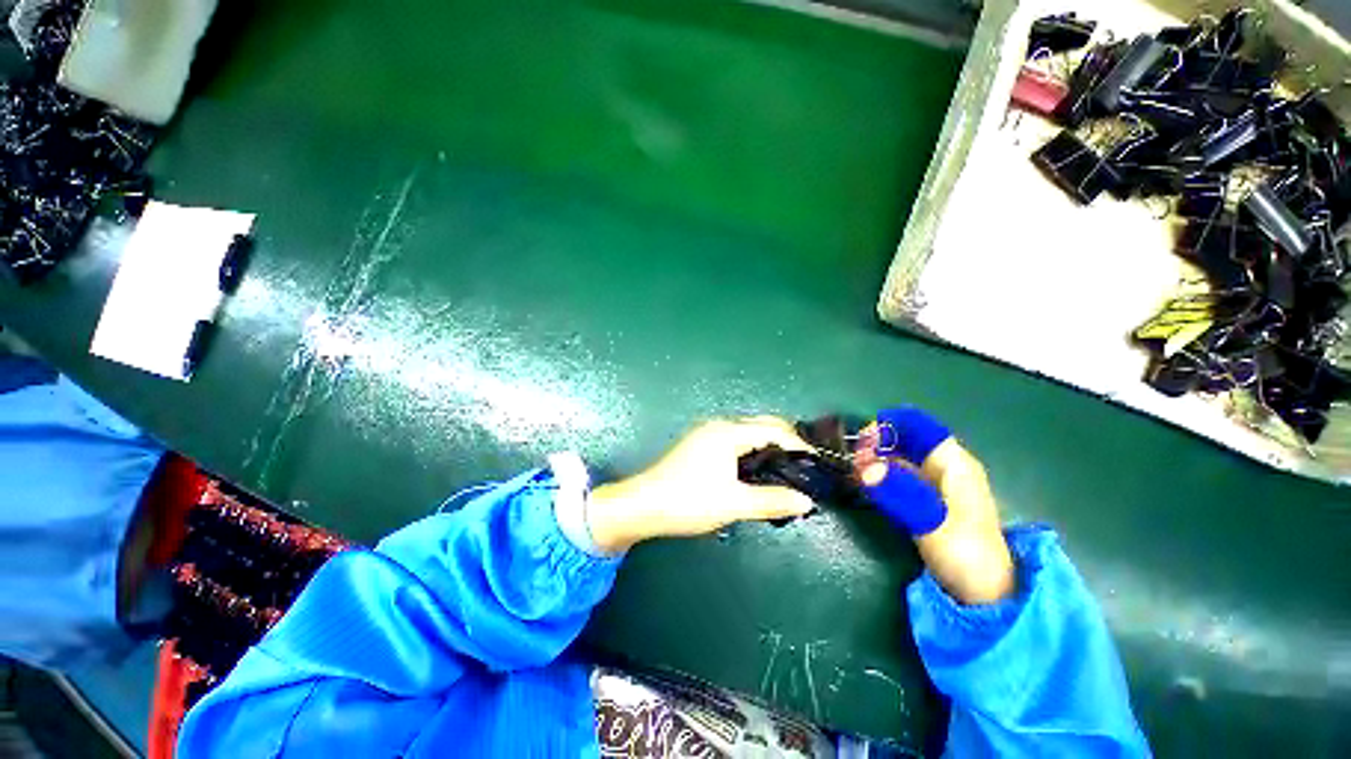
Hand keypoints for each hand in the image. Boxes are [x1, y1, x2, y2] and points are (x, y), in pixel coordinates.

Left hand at [585, 417, 815, 551]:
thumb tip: (806, 501)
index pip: (772, 430)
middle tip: (805, 466)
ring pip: (748, 432)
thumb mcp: (733, 504)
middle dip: (785, 441)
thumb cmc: (688, 501)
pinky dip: (753, 450)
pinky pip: (736, 440)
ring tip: (788, 469)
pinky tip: (759, 469)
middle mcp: (719, 426)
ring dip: (769, 446)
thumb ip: (771, 500)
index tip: (818, 463)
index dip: (797, 445)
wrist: (642, 505)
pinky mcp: (700, 444)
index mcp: (728, 432)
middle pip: (761, 425)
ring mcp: (707, 433)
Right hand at [857, 408, 1014, 604]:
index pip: (917, 425)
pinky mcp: (923, 499)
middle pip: (904, 438)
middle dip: (876, 443)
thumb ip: (900, 493)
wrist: (985, 594)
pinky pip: (896, 475)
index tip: (862, 441)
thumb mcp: (932, 523)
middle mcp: (943, 466)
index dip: (889, 425)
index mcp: (953, 462)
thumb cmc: (967, 555)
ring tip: (853, 471)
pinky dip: (879, 474)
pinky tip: (864, 483)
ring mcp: (933, 483)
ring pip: (898, 456)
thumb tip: (866, 468)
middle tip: (852, 460)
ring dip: (874, 459)